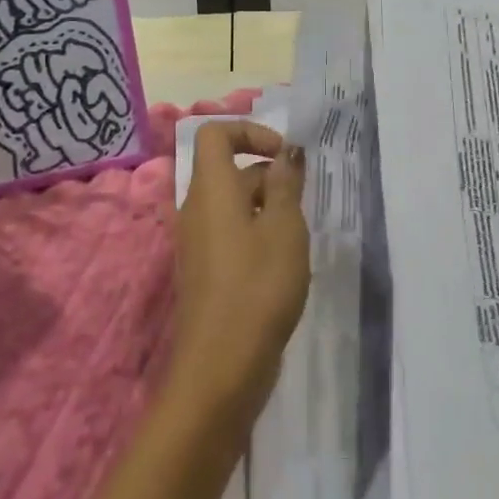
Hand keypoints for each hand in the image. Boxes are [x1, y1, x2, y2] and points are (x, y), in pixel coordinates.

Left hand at [167, 121, 309, 435]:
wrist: (221, 366)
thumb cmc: (258, 286)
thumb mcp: (284, 228)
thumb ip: (286, 184)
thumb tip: (286, 152)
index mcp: (210, 189)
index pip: (214, 133)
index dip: (250, 131)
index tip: (284, 155)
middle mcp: (196, 209)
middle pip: (229, 170)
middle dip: (269, 175)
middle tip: (303, 203)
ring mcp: (197, 242)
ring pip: (234, 204)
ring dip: (268, 207)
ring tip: (299, 236)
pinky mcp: (205, 271)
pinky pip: (231, 233)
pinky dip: (257, 234)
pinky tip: (284, 263)